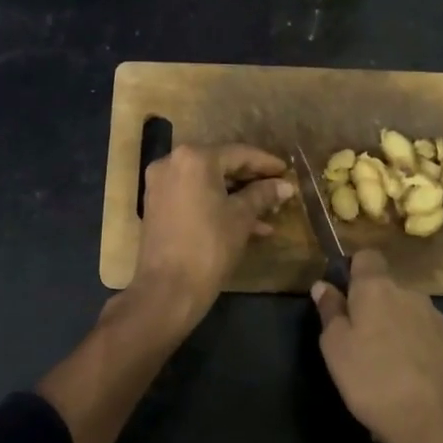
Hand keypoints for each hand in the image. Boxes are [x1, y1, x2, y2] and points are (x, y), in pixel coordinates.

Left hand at [132, 144, 293, 321]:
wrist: (168, 289)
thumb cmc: (209, 246)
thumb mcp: (241, 218)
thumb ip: (263, 195)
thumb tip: (285, 185)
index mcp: (194, 158)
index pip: (238, 153)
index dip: (266, 163)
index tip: (286, 171)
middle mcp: (172, 163)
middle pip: (220, 165)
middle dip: (251, 181)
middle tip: (277, 190)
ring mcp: (160, 184)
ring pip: (207, 183)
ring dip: (236, 196)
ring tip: (268, 213)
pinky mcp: (156, 205)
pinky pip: (193, 196)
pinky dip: (216, 205)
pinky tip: (245, 224)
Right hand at [311, 251, 442, 442]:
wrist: (436, 425)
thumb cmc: (372, 380)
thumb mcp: (335, 347)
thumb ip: (330, 311)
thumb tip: (324, 285)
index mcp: (378, 288)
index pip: (367, 256)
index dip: (352, 269)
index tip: (341, 295)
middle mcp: (411, 294)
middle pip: (387, 288)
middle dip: (371, 305)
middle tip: (354, 340)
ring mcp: (436, 320)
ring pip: (405, 314)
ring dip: (392, 329)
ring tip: (379, 366)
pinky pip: (422, 339)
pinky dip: (411, 351)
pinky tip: (403, 381)